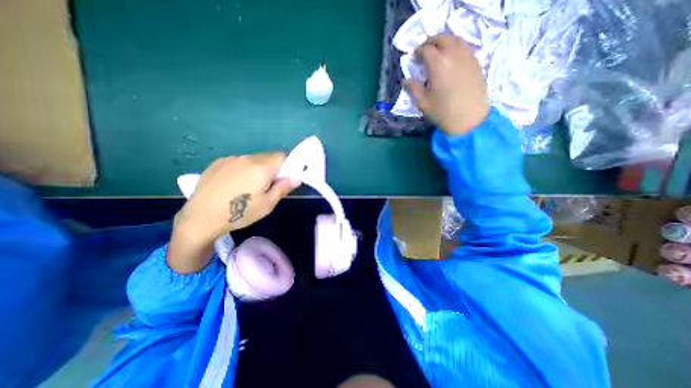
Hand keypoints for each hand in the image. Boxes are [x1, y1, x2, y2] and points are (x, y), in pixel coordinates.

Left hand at [169, 153, 299, 272]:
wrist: (200, 218)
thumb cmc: (240, 213)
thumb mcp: (267, 204)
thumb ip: (283, 188)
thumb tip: (297, 177)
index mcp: (261, 168)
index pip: (281, 156)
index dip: (285, 166)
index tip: (282, 179)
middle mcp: (246, 158)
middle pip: (267, 157)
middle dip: (271, 168)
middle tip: (265, 186)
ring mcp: (230, 159)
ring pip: (252, 159)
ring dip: (256, 169)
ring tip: (247, 187)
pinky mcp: (218, 163)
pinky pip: (238, 162)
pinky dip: (242, 169)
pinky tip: (233, 185)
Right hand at [407, 34, 490, 135]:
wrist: (469, 119)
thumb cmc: (443, 112)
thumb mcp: (423, 103)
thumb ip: (414, 89)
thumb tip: (405, 81)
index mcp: (438, 64)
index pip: (426, 49)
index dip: (418, 51)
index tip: (414, 57)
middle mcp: (453, 55)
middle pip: (442, 38)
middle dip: (431, 42)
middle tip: (425, 50)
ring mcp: (467, 57)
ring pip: (455, 40)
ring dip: (445, 42)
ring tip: (438, 52)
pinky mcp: (476, 62)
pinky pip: (465, 47)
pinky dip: (456, 47)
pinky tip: (452, 59)